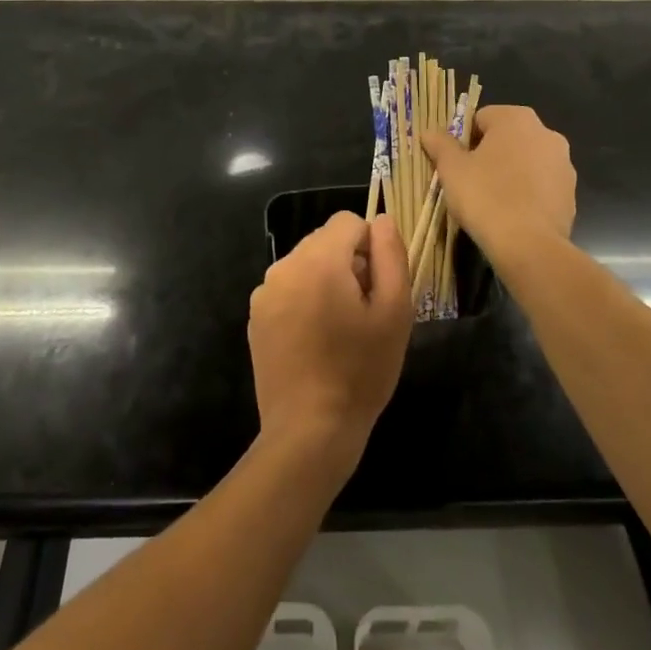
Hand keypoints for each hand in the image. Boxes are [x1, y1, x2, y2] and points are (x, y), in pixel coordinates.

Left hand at [249, 212, 411, 466]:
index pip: (348, 222)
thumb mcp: (395, 312)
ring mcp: (264, 291)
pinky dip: (303, 301)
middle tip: (362, 312)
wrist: (309, 429)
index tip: (376, 287)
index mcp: (319, 259)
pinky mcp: (255, 316)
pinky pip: (287, 289)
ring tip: (338, 329)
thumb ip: (391, 255)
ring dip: (324, 282)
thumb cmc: (361, 370)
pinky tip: (314, 341)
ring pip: (305, 264)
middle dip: (347, 264)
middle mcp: (284, 265)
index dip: (371, 247)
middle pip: (324, 241)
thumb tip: (384, 220)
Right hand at [420, 104, 575, 255]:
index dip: (463, 139)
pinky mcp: (571, 192)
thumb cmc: (485, 197)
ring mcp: (563, 163)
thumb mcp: (451, 169)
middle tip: (469, 180)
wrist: (529, 246)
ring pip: (526, 160)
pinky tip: (512, 213)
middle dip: (488, 154)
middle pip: (506, 137)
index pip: (481, 118)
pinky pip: (541, 184)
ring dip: (509, 172)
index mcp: (516, 118)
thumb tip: (429, 132)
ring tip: (491, 200)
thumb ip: (440, 145)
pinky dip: (527, 192)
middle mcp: (546, 133)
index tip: (454, 163)